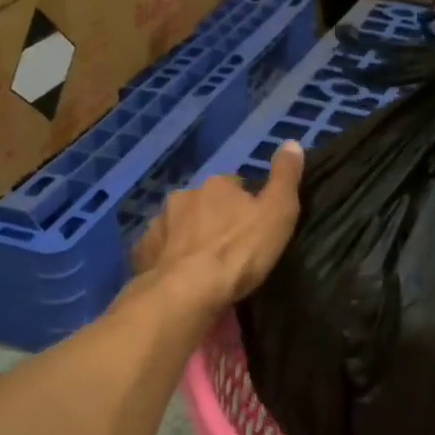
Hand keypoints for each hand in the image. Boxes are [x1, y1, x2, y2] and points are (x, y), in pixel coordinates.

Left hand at [131, 141, 304, 313]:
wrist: (188, 291)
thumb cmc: (240, 252)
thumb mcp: (278, 212)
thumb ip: (285, 177)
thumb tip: (291, 142)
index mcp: (217, 184)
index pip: (235, 185)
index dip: (246, 205)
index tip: (254, 226)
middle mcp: (184, 196)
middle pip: (204, 203)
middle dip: (215, 219)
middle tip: (230, 248)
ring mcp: (159, 223)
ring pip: (180, 225)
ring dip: (190, 237)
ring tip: (204, 265)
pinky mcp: (144, 251)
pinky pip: (160, 249)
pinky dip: (169, 257)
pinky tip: (179, 275)